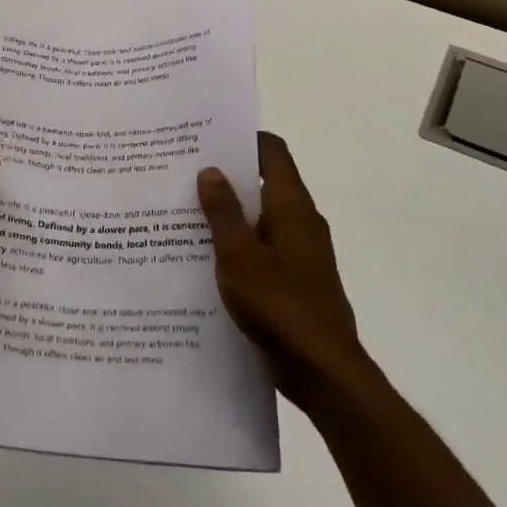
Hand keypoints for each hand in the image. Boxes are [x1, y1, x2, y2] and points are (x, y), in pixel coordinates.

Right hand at [198, 132, 366, 404]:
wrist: (321, 369)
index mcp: (292, 205)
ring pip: (262, 217)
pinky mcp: (297, 279)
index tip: (208, 137)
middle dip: (228, 176)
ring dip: (231, 212)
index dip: (244, 138)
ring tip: (187, 211)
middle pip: (265, 181)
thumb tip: (210, 170)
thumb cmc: (278, 303)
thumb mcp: (238, 254)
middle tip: (185, 172)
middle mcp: (301, 221)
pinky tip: (207, 256)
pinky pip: (264, 247)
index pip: (273, 151)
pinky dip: (240, 242)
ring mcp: (302, 252)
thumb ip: (223, 211)